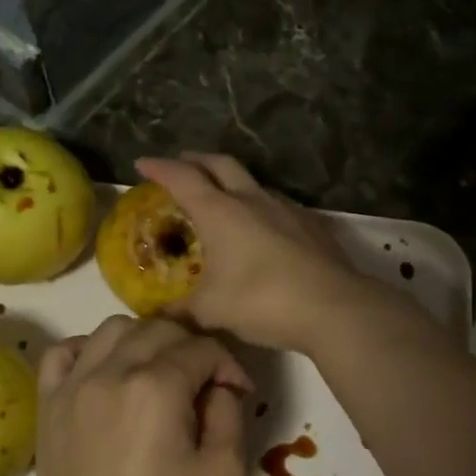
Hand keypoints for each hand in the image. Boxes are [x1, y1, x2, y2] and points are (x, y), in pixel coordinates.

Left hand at [33, 316, 252, 475]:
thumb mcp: (224, 472)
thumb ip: (229, 411)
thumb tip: (220, 383)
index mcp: (156, 389)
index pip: (201, 348)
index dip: (228, 365)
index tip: (238, 392)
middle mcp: (110, 373)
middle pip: (159, 328)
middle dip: (191, 346)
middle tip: (204, 381)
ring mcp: (72, 386)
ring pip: (113, 328)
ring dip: (144, 339)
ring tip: (158, 372)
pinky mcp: (48, 405)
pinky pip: (63, 351)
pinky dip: (89, 349)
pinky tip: (108, 372)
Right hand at [136, 153, 373, 353]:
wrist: (333, 306)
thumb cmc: (262, 301)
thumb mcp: (211, 310)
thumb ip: (181, 310)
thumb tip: (159, 314)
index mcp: (220, 211)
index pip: (182, 178)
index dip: (159, 168)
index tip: (142, 164)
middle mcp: (252, 199)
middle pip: (219, 164)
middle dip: (196, 160)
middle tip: (181, 165)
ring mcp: (286, 208)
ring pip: (252, 182)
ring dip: (231, 182)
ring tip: (221, 197)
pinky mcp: (311, 224)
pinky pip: (277, 205)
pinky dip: (259, 206)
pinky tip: (261, 227)